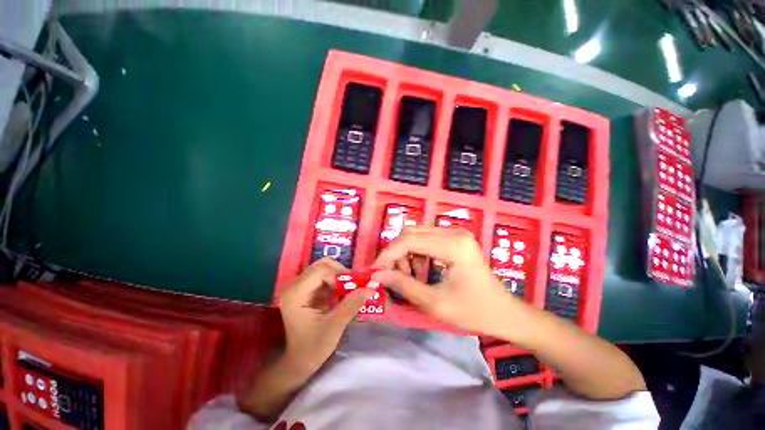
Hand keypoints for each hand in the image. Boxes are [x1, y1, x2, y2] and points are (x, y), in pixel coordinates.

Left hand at [278, 258, 372, 372]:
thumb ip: (352, 304)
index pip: (321, 270)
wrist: (297, 364)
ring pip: (325, 270)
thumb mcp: (334, 327)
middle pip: (323, 265)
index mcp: (296, 293)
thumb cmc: (312, 349)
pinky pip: (325, 278)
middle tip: (355, 285)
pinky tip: (346, 294)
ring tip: (353, 289)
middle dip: (342, 273)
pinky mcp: (307, 291)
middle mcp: (295, 285)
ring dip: (341, 277)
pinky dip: (338, 283)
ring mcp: (300, 287)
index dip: (341, 275)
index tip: (356, 286)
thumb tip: (371, 287)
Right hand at [372, 226, 518, 336]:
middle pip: (411, 233)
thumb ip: (403, 286)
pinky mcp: (455, 239)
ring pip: (417, 234)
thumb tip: (378, 274)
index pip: (409, 240)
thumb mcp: (435, 304)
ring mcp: (456, 233)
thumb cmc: (474, 312)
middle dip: (397, 253)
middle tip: (394, 276)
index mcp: (453, 245)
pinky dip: (417, 253)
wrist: (505, 313)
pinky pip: (427, 239)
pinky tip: (420, 269)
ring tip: (409, 276)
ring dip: (406, 253)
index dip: (388, 254)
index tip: (375, 270)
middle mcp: (454, 232)